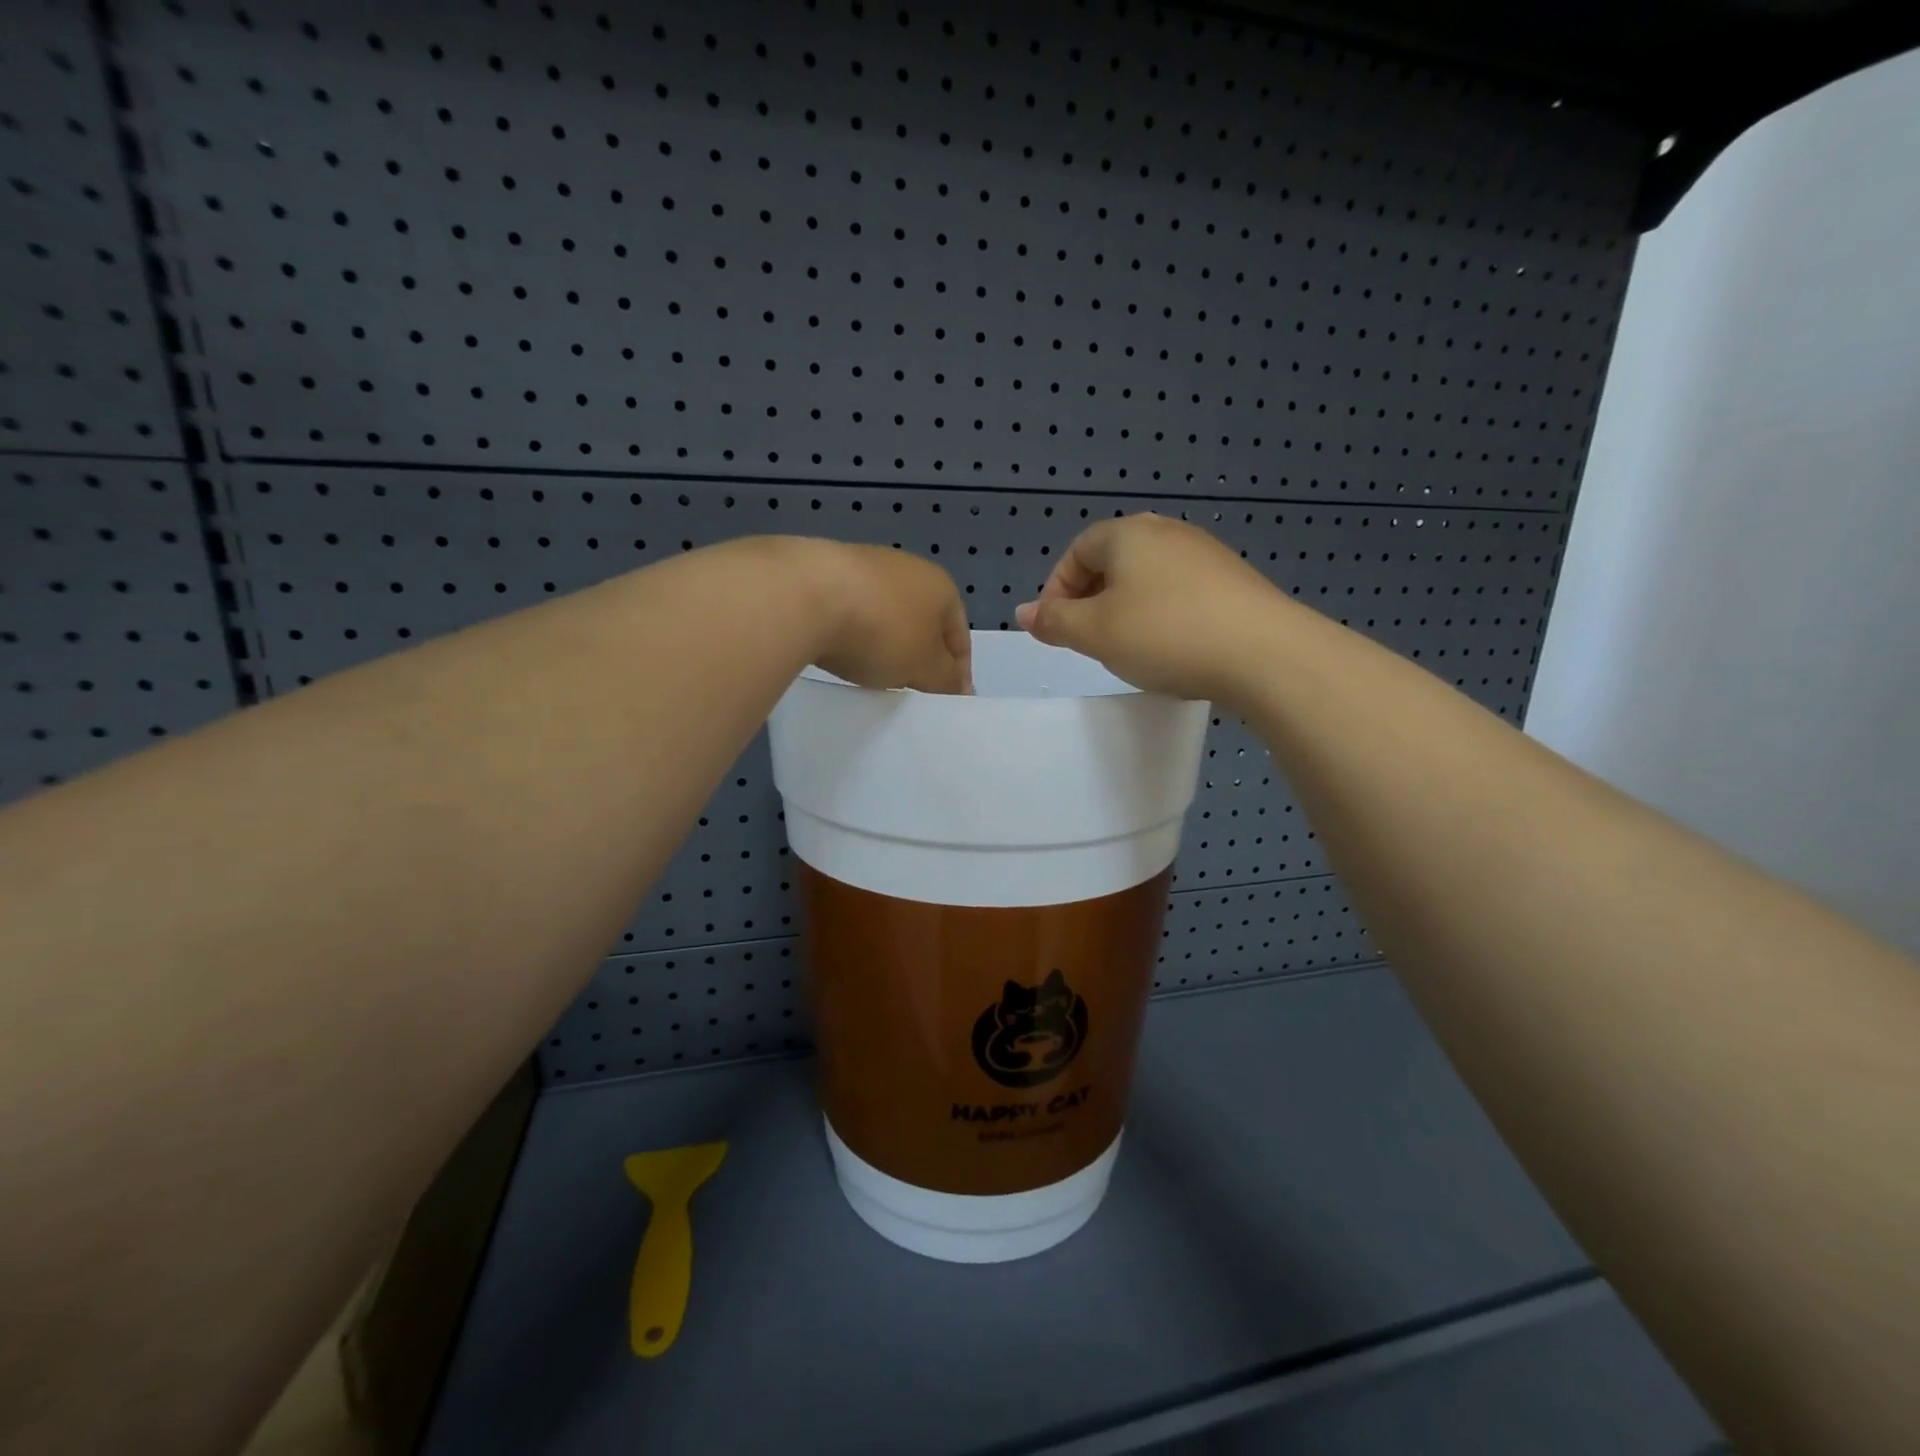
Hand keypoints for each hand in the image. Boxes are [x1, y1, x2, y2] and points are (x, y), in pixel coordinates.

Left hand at [801, 540, 972, 693]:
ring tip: (875, 673)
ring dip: (886, 643)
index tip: (948, 701)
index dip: (958, 671)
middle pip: (922, 622)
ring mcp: (864, 565)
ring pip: (886, 615)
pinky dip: (853, 633)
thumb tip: (960, 687)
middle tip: (912, 689)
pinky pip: (852, 611)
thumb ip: (945, 679)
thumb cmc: (882, 632)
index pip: (960, 635)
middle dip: (920, 655)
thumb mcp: (924, 667)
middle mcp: (907, 568)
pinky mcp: (825, 572)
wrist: (805, 595)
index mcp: (941, 586)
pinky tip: (842, 651)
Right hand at [1014, 514, 1280, 702]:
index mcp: (1129, 534)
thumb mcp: (1095, 632)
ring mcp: (1206, 555)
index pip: (1078, 550)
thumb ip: (1054, 620)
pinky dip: (1162, 617)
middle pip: (1114, 562)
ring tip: (1127, 649)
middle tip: (1086, 640)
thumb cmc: (1164, 634)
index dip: (1057, 589)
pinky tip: (1170, 649)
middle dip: (1091, 600)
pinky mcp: (1233, 583)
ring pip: (1148, 579)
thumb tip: (1024, 612)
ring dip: (1126, 610)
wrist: (1263, 653)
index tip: (1055, 628)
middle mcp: (1168, 532)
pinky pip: (1180, 594)